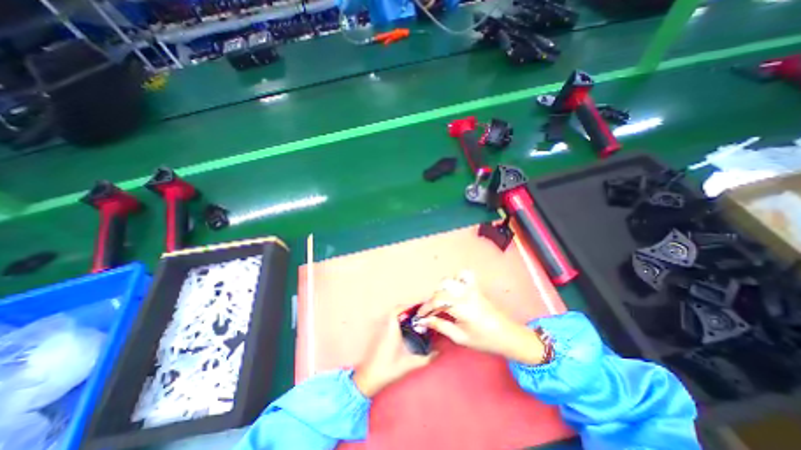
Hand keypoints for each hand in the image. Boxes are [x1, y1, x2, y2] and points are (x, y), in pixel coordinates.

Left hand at [351, 309, 436, 396]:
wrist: (369, 378)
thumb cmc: (388, 369)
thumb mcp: (408, 364)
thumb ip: (425, 359)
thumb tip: (437, 353)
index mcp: (391, 330)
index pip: (396, 310)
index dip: (406, 306)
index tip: (417, 308)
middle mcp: (385, 327)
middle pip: (395, 312)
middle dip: (406, 310)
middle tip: (417, 314)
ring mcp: (380, 331)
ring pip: (391, 317)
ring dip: (401, 316)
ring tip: (413, 320)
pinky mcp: (378, 336)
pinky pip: (388, 322)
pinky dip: (396, 322)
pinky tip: (404, 330)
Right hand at [416, 270, 547, 365]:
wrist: (507, 335)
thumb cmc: (484, 340)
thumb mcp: (459, 337)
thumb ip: (440, 326)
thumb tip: (423, 321)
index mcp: (461, 307)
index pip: (437, 301)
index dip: (425, 308)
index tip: (419, 316)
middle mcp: (465, 293)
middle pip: (441, 289)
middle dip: (432, 300)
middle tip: (431, 313)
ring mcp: (471, 288)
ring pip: (449, 280)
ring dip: (441, 289)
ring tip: (441, 302)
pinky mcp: (475, 287)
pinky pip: (463, 275)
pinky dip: (455, 279)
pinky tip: (454, 290)